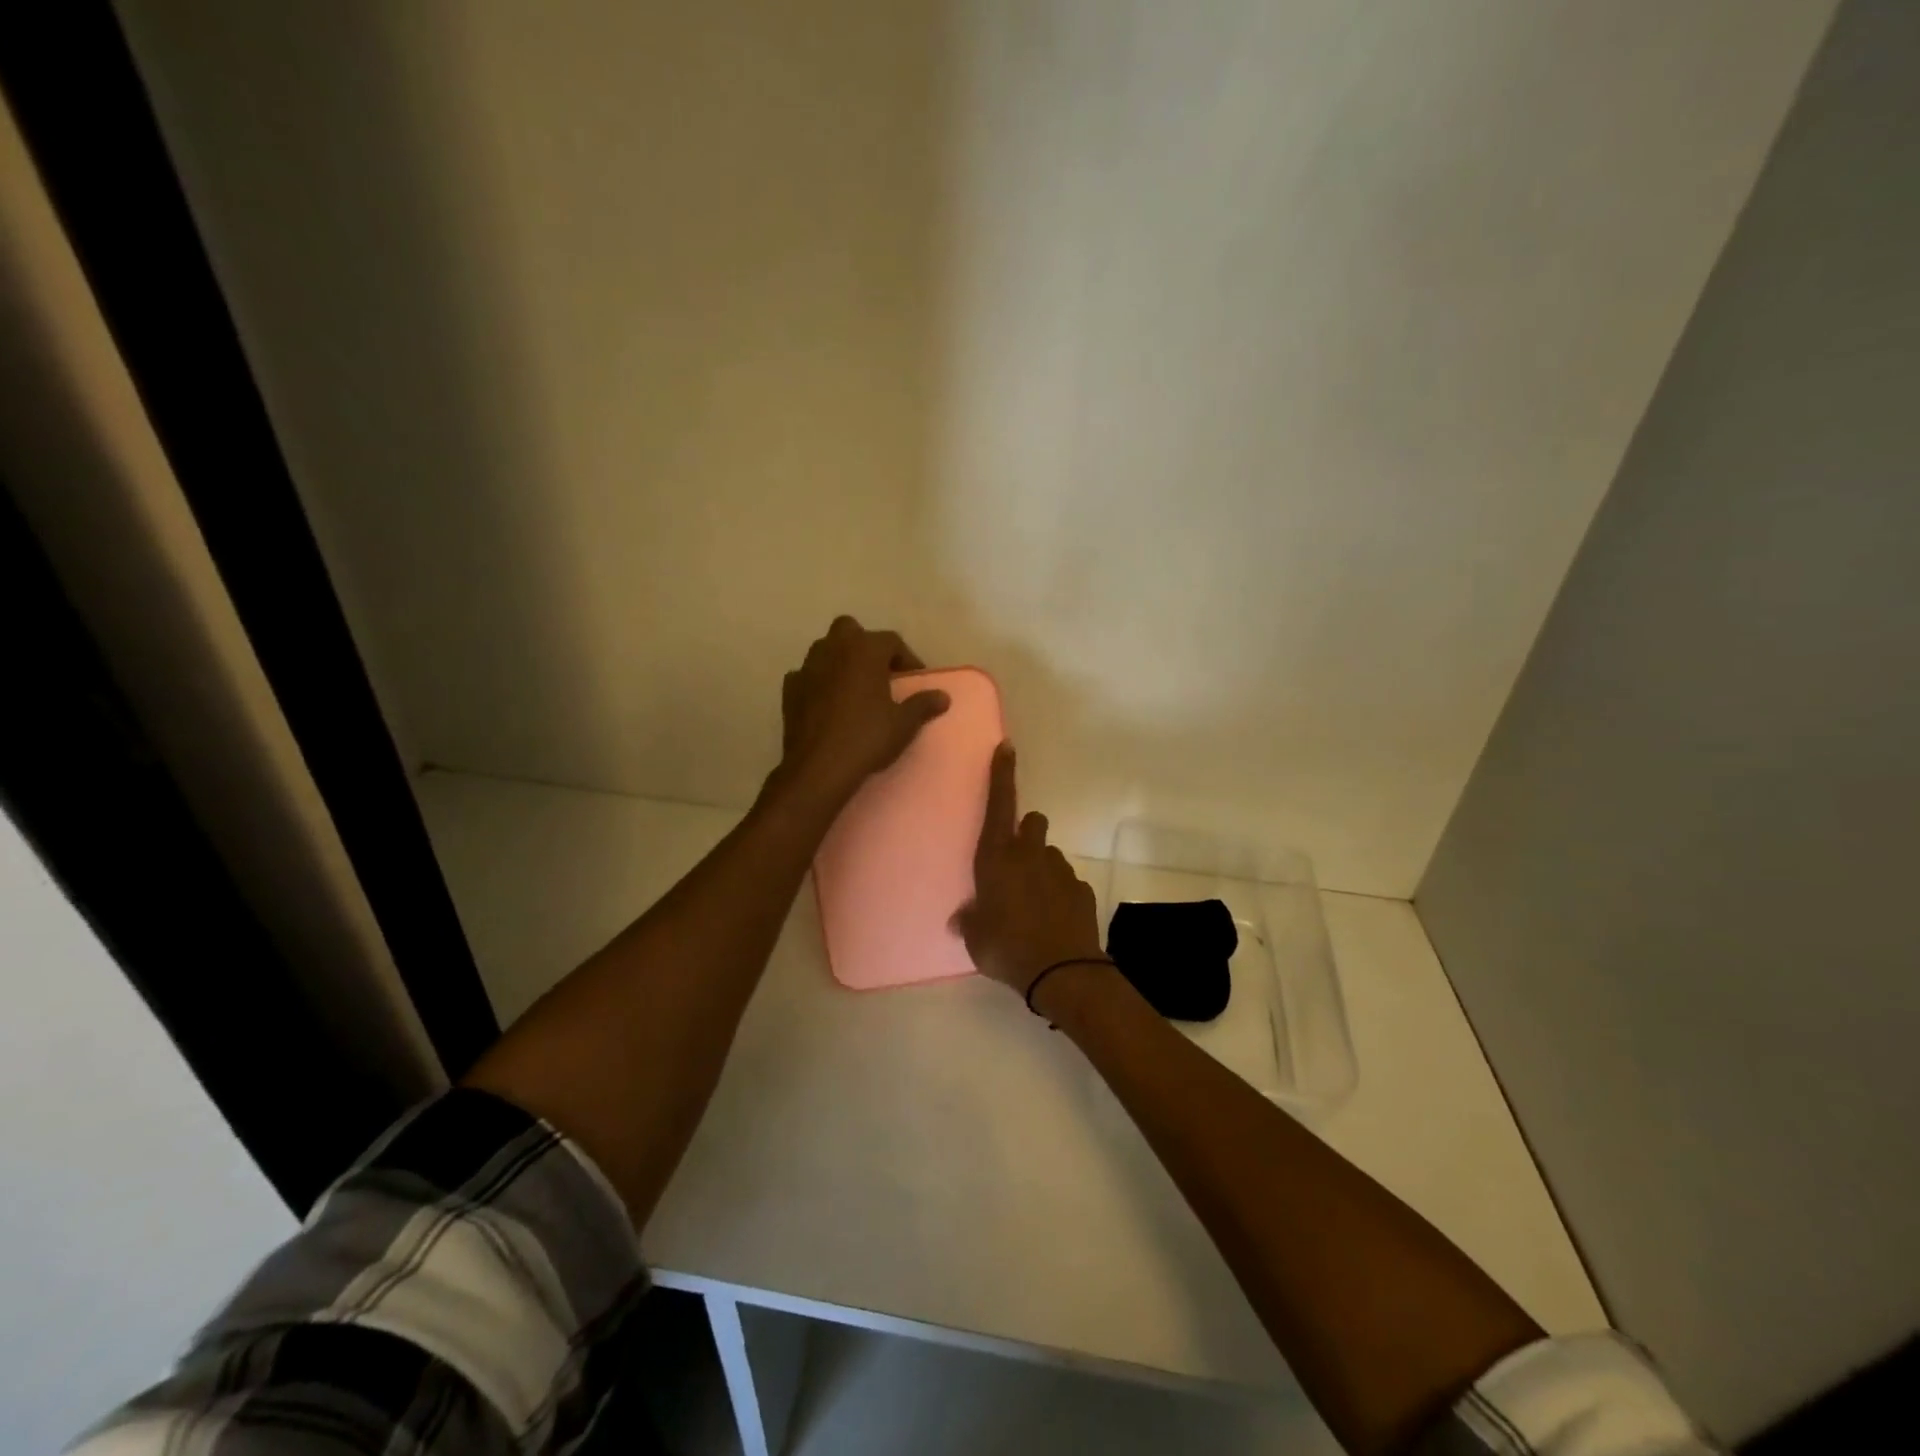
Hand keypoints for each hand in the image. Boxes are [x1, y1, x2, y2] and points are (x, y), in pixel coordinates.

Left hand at [777, 616, 950, 807]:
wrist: (819, 767)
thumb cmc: (867, 738)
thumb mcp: (904, 724)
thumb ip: (923, 704)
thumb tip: (943, 696)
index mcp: (865, 650)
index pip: (891, 641)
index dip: (906, 658)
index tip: (913, 679)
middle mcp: (834, 648)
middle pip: (851, 630)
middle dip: (865, 645)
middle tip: (879, 673)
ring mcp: (807, 667)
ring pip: (826, 649)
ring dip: (841, 661)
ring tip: (855, 688)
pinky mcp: (789, 688)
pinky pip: (808, 674)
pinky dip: (819, 681)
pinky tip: (828, 703)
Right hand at [952, 744, 1105, 996]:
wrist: (1061, 970)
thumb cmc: (1006, 947)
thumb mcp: (975, 937)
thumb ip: (970, 921)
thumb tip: (962, 919)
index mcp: (997, 858)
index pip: (999, 804)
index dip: (1002, 774)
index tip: (1006, 747)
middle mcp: (1030, 855)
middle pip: (1033, 822)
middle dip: (1026, 833)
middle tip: (1017, 862)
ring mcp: (1060, 870)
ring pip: (1050, 855)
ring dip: (1042, 869)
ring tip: (1035, 904)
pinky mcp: (1082, 889)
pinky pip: (1068, 883)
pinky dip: (1061, 894)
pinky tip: (1055, 920)